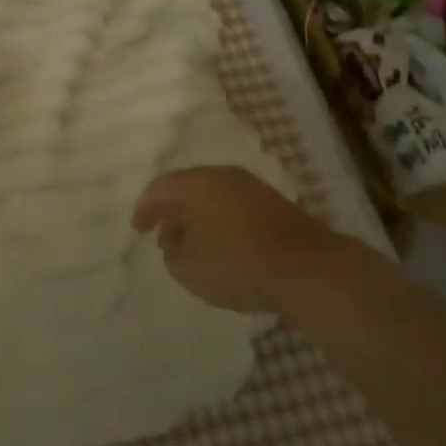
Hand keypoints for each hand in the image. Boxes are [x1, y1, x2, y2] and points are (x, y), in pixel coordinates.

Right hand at [131, 166, 332, 313]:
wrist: (307, 268)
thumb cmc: (237, 264)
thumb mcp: (188, 268)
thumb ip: (173, 253)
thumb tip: (177, 242)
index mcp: (195, 183)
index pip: (160, 188)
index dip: (145, 208)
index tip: (138, 228)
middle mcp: (222, 176)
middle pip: (188, 188)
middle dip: (173, 212)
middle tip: (164, 235)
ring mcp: (252, 188)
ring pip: (214, 197)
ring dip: (199, 218)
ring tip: (193, 245)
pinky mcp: (275, 205)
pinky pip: (235, 208)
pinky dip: (222, 223)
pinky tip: (225, 247)